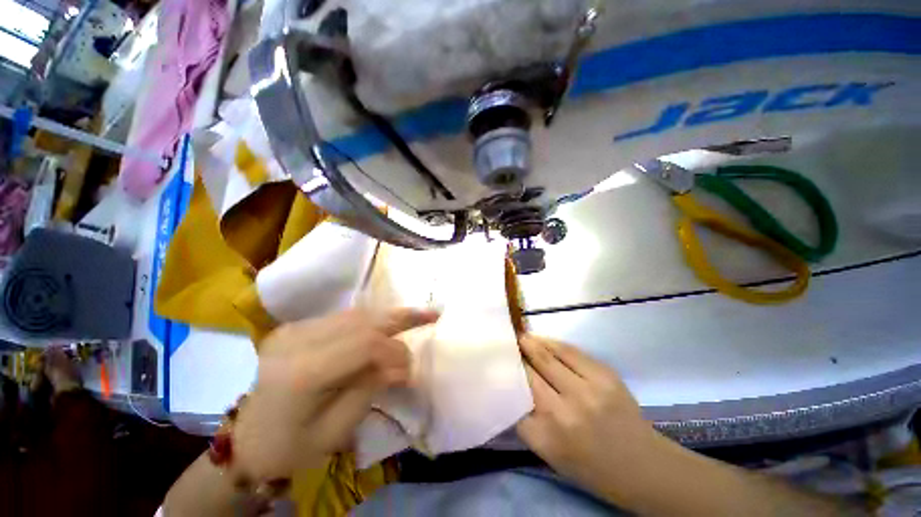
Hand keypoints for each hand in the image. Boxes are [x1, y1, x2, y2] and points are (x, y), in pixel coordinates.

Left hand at [232, 308, 438, 480]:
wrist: (247, 442)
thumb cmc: (291, 448)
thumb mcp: (337, 429)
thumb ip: (372, 386)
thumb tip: (404, 363)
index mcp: (301, 373)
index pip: (364, 344)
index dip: (395, 350)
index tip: (412, 367)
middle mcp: (295, 341)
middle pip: (362, 321)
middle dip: (401, 318)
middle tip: (432, 313)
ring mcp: (293, 329)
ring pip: (356, 314)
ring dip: (389, 316)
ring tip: (417, 314)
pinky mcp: (296, 327)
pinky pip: (344, 317)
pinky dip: (371, 320)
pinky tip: (388, 323)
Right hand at [516, 334, 656, 501]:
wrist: (644, 466)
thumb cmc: (592, 466)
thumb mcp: (552, 455)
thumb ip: (528, 423)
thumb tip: (511, 387)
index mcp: (548, 438)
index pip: (514, 398)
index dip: (505, 378)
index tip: (497, 367)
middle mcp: (565, 412)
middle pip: (529, 373)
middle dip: (516, 357)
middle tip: (506, 345)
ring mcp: (587, 390)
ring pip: (548, 357)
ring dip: (531, 344)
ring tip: (521, 337)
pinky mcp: (605, 375)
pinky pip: (570, 351)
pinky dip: (552, 343)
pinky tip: (543, 340)